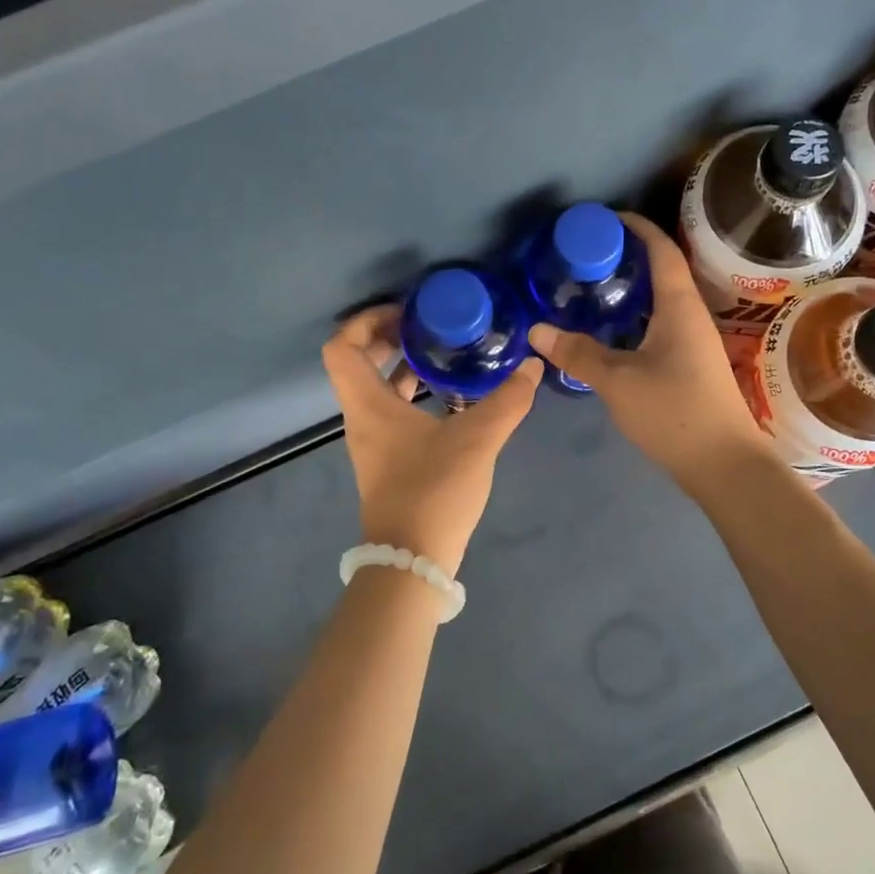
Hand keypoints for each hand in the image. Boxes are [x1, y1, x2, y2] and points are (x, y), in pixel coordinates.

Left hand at [321, 306, 543, 574]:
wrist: (412, 560)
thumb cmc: (433, 492)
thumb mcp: (476, 440)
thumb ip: (507, 400)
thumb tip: (532, 366)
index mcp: (369, 405)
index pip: (342, 347)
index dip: (366, 321)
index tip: (406, 313)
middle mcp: (363, 419)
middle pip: (357, 363)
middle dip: (389, 338)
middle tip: (429, 327)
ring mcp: (374, 442)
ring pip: (376, 389)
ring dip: (403, 366)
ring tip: (443, 353)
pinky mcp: (389, 461)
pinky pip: (393, 411)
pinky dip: (414, 394)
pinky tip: (451, 397)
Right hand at [528, 213, 770, 491]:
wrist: (724, 464)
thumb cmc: (674, 412)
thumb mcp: (618, 381)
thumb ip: (578, 354)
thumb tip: (537, 330)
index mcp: (679, 306)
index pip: (662, 250)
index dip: (637, 227)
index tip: (605, 218)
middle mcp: (690, 315)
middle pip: (662, 271)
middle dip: (627, 256)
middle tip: (586, 256)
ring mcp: (693, 341)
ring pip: (660, 301)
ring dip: (631, 289)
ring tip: (592, 288)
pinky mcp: (690, 364)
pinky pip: (660, 324)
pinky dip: (635, 317)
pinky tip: (611, 331)